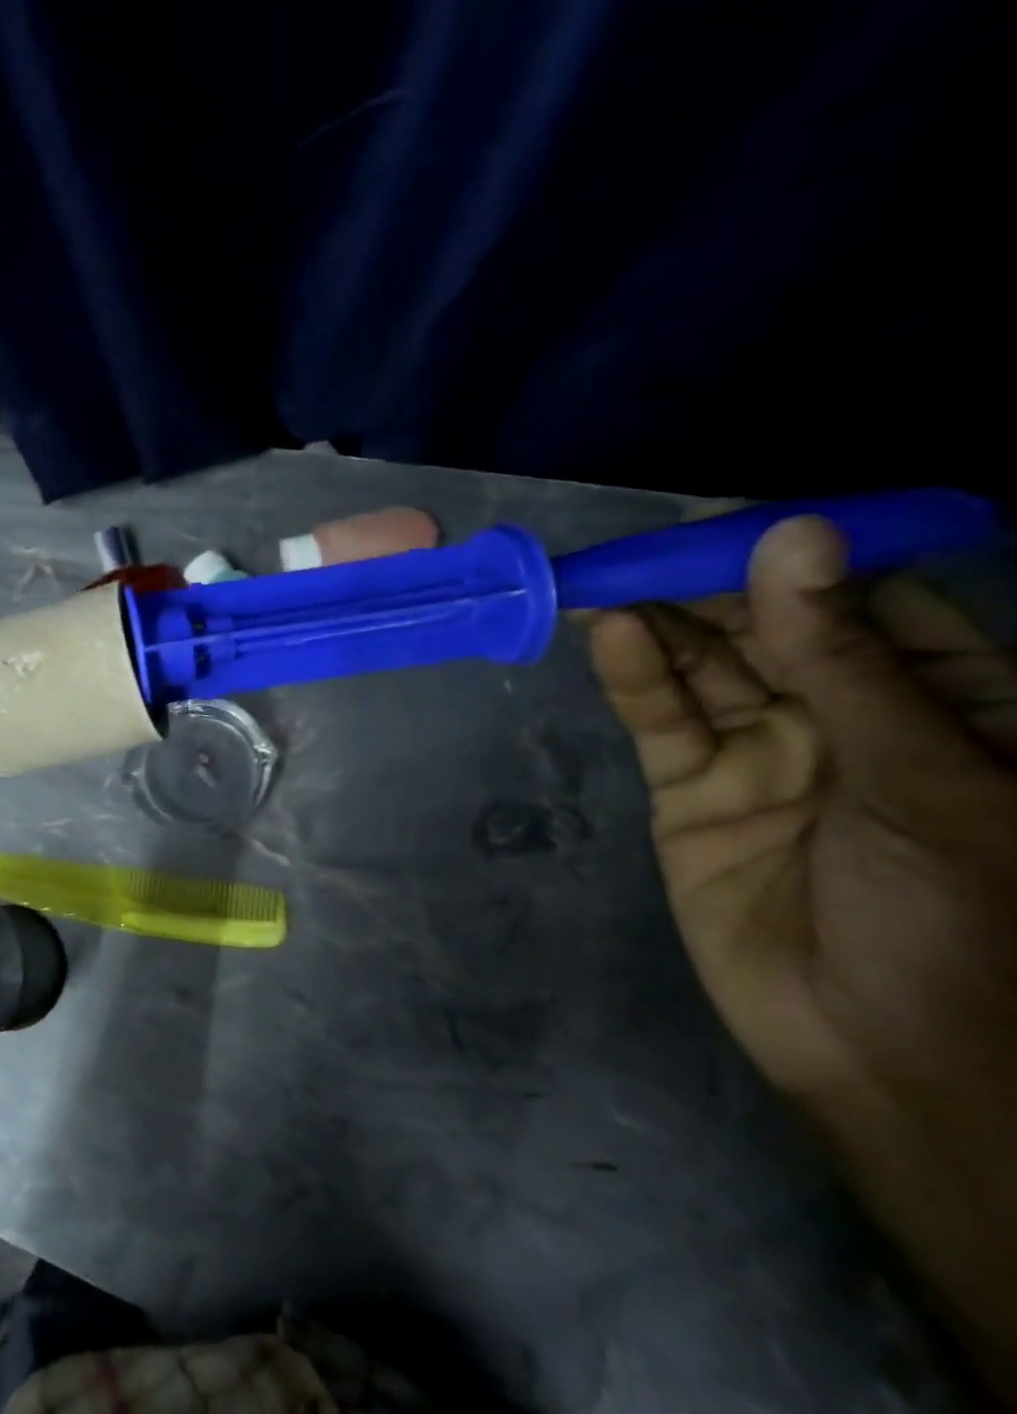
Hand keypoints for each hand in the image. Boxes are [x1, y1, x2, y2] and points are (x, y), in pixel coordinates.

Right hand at [587, 516, 1016, 1391]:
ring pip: (703, 668)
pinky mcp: (689, 788)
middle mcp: (847, 716)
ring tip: (607, 581)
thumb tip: (791, 542)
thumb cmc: (965, 917)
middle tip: (644, 548)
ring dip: (659, 623)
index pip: (865, 603)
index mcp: (946, 704)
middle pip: (767, 630)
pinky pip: (661, 719)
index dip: (802, 558)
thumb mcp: (924, 774)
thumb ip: (843, 660)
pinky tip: (612, 635)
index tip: (737, 519)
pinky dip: (635, 676)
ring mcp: (760, 751)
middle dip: (709, 588)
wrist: (887, 1053)